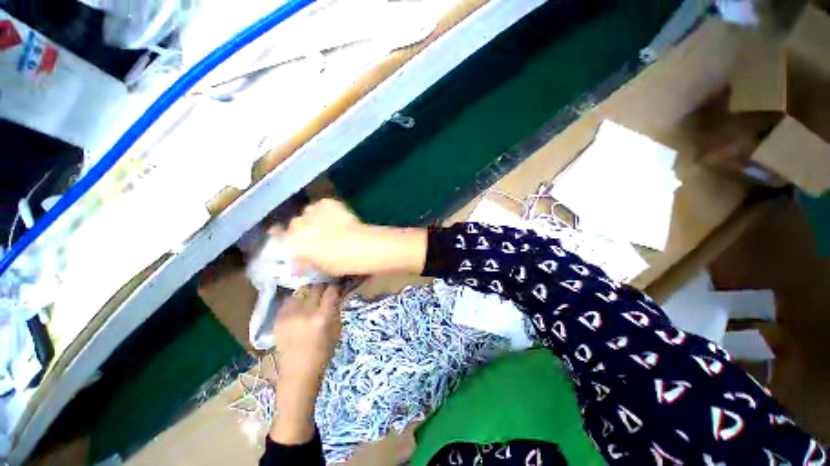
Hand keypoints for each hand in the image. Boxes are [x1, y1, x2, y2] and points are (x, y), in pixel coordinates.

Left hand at [273, 284, 342, 383]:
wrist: (298, 372)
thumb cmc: (323, 353)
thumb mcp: (337, 329)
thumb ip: (337, 309)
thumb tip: (338, 293)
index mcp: (322, 317)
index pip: (331, 291)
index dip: (336, 286)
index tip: (338, 285)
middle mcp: (304, 312)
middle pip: (315, 287)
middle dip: (323, 286)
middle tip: (326, 289)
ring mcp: (289, 314)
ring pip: (301, 291)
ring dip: (309, 292)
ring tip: (312, 297)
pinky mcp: (278, 318)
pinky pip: (289, 300)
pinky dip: (297, 300)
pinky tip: (300, 306)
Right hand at [278, 198, 427, 276]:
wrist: (363, 246)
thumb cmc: (342, 263)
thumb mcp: (320, 267)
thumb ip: (307, 258)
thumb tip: (304, 254)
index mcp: (293, 245)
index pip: (279, 239)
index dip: (286, 240)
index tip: (294, 242)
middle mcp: (297, 226)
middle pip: (294, 224)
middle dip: (303, 229)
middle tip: (316, 235)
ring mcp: (312, 212)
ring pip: (307, 213)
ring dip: (314, 218)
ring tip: (328, 224)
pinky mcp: (326, 203)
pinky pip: (321, 205)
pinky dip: (326, 210)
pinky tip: (337, 217)